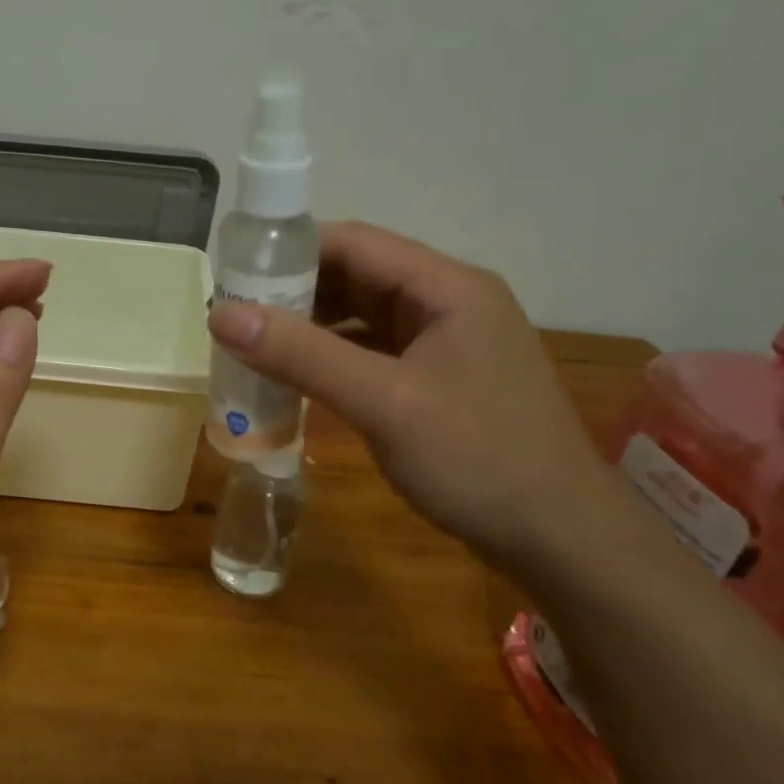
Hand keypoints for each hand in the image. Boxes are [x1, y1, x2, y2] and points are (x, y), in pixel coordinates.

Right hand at [208, 221, 617, 567]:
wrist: (561, 540)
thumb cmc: (477, 459)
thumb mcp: (383, 403)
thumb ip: (302, 354)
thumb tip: (221, 313)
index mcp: (447, 287)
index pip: (355, 242)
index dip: (289, 251)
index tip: (233, 274)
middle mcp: (449, 303)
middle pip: (358, 276)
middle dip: (295, 292)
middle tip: (233, 316)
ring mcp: (448, 344)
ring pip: (364, 316)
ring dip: (311, 328)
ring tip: (253, 346)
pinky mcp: (441, 380)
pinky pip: (375, 353)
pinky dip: (333, 359)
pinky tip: (297, 379)